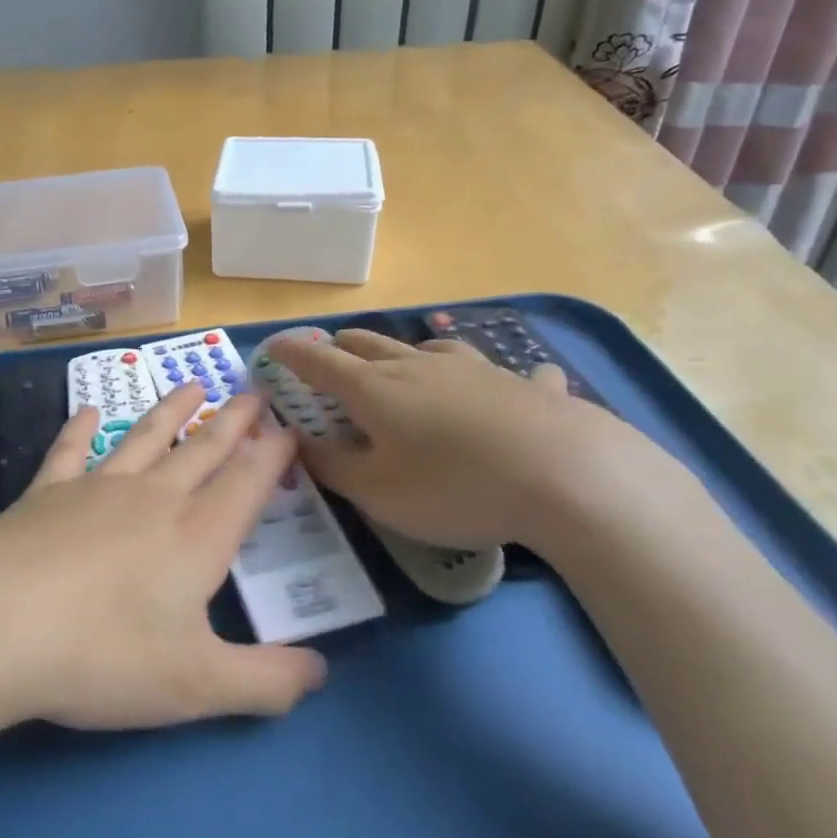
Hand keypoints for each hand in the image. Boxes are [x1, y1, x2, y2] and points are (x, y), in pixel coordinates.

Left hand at [0, 385, 326, 739]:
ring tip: (194, 385)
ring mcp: (96, 488)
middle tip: (254, 392)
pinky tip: (90, 411)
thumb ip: (266, 682)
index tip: (290, 427)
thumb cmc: (102, 657)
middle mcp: (153, 498)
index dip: (273, 455)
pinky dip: (81, 428)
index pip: (247, 483)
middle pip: (204, 450)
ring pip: (146, 438)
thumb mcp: (197, 686)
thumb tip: (321, 672)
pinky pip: (70, 450)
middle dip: (234, 421)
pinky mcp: (46, 493)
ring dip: (173, 410)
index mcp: (196, 536)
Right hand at [263, 328, 693, 556]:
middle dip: (340, 348)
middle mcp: (418, 366)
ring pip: (427, 348)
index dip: (290, 353)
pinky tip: (520, 386)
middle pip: (368, 344)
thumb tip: (299, 441)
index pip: (318, 361)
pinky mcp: (522, 385)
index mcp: (374, 388)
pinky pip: (505, 374)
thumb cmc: (454, 486)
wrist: (565, 475)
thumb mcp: (378, 492)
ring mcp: (474, 370)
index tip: (272, 348)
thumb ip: (332, 467)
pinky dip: (496, 380)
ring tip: (403, 365)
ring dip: (404, 353)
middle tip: (328, 358)